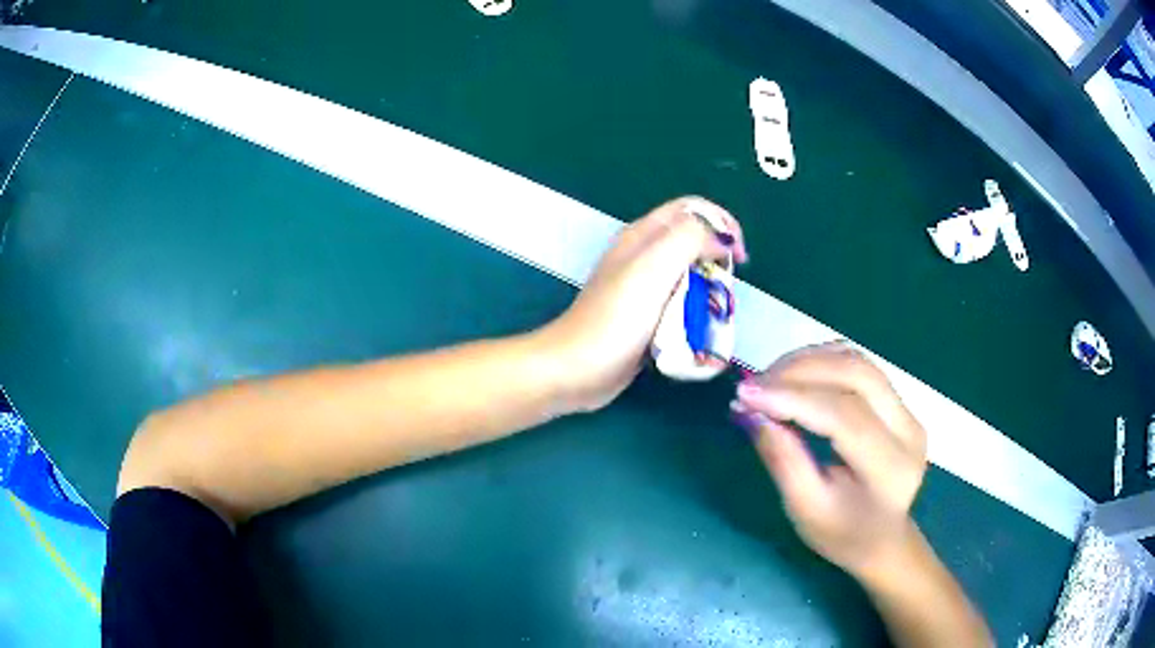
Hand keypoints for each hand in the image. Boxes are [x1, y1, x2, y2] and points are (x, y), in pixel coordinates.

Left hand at [541, 196, 747, 411]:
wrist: (577, 369)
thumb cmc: (615, 319)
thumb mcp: (654, 268)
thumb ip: (689, 240)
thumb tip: (720, 240)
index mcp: (643, 236)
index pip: (692, 210)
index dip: (722, 224)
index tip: (739, 257)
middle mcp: (644, 256)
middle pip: (694, 242)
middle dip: (719, 259)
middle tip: (728, 288)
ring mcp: (644, 288)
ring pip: (690, 275)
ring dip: (710, 288)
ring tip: (718, 312)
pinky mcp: (645, 317)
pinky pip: (681, 304)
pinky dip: (697, 312)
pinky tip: (700, 330)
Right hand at [732, 343, 927, 580]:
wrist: (881, 539)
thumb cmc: (841, 534)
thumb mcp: (805, 509)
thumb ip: (783, 459)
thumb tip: (753, 411)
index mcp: (890, 468)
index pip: (844, 416)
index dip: (794, 398)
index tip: (745, 395)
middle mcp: (908, 430)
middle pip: (857, 375)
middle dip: (800, 371)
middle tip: (754, 385)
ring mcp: (909, 411)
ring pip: (859, 362)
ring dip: (810, 361)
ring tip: (770, 380)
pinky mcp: (900, 403)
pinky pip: (861, 367)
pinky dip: (824, 363)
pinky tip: (796, 378)